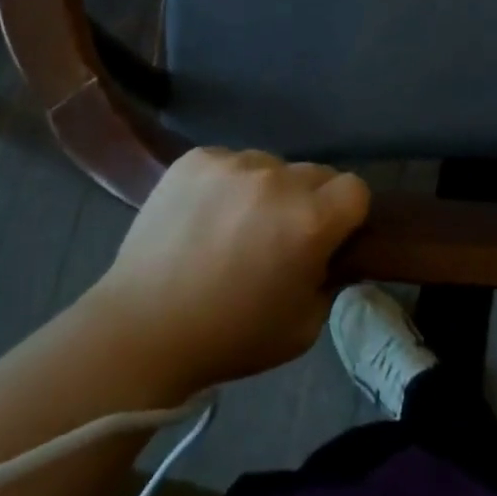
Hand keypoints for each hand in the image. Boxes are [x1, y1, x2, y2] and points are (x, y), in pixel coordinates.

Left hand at [86, 148, 369, 391]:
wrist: (141, 329)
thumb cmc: (230, 337)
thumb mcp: (303, 327)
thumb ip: (329, 280)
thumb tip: (328, 254)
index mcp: (309, 220)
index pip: (355, 189)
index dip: (346, 215)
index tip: (328, 239)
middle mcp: (276, 179)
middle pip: (315, 173)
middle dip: (308, 201)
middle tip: (279, 237)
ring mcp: (233, 162)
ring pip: (270, 165)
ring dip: (266, 190)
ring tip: (234, 228)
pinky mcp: (196, 157)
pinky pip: (229, 162)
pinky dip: (226, 184)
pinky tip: (204, 217)